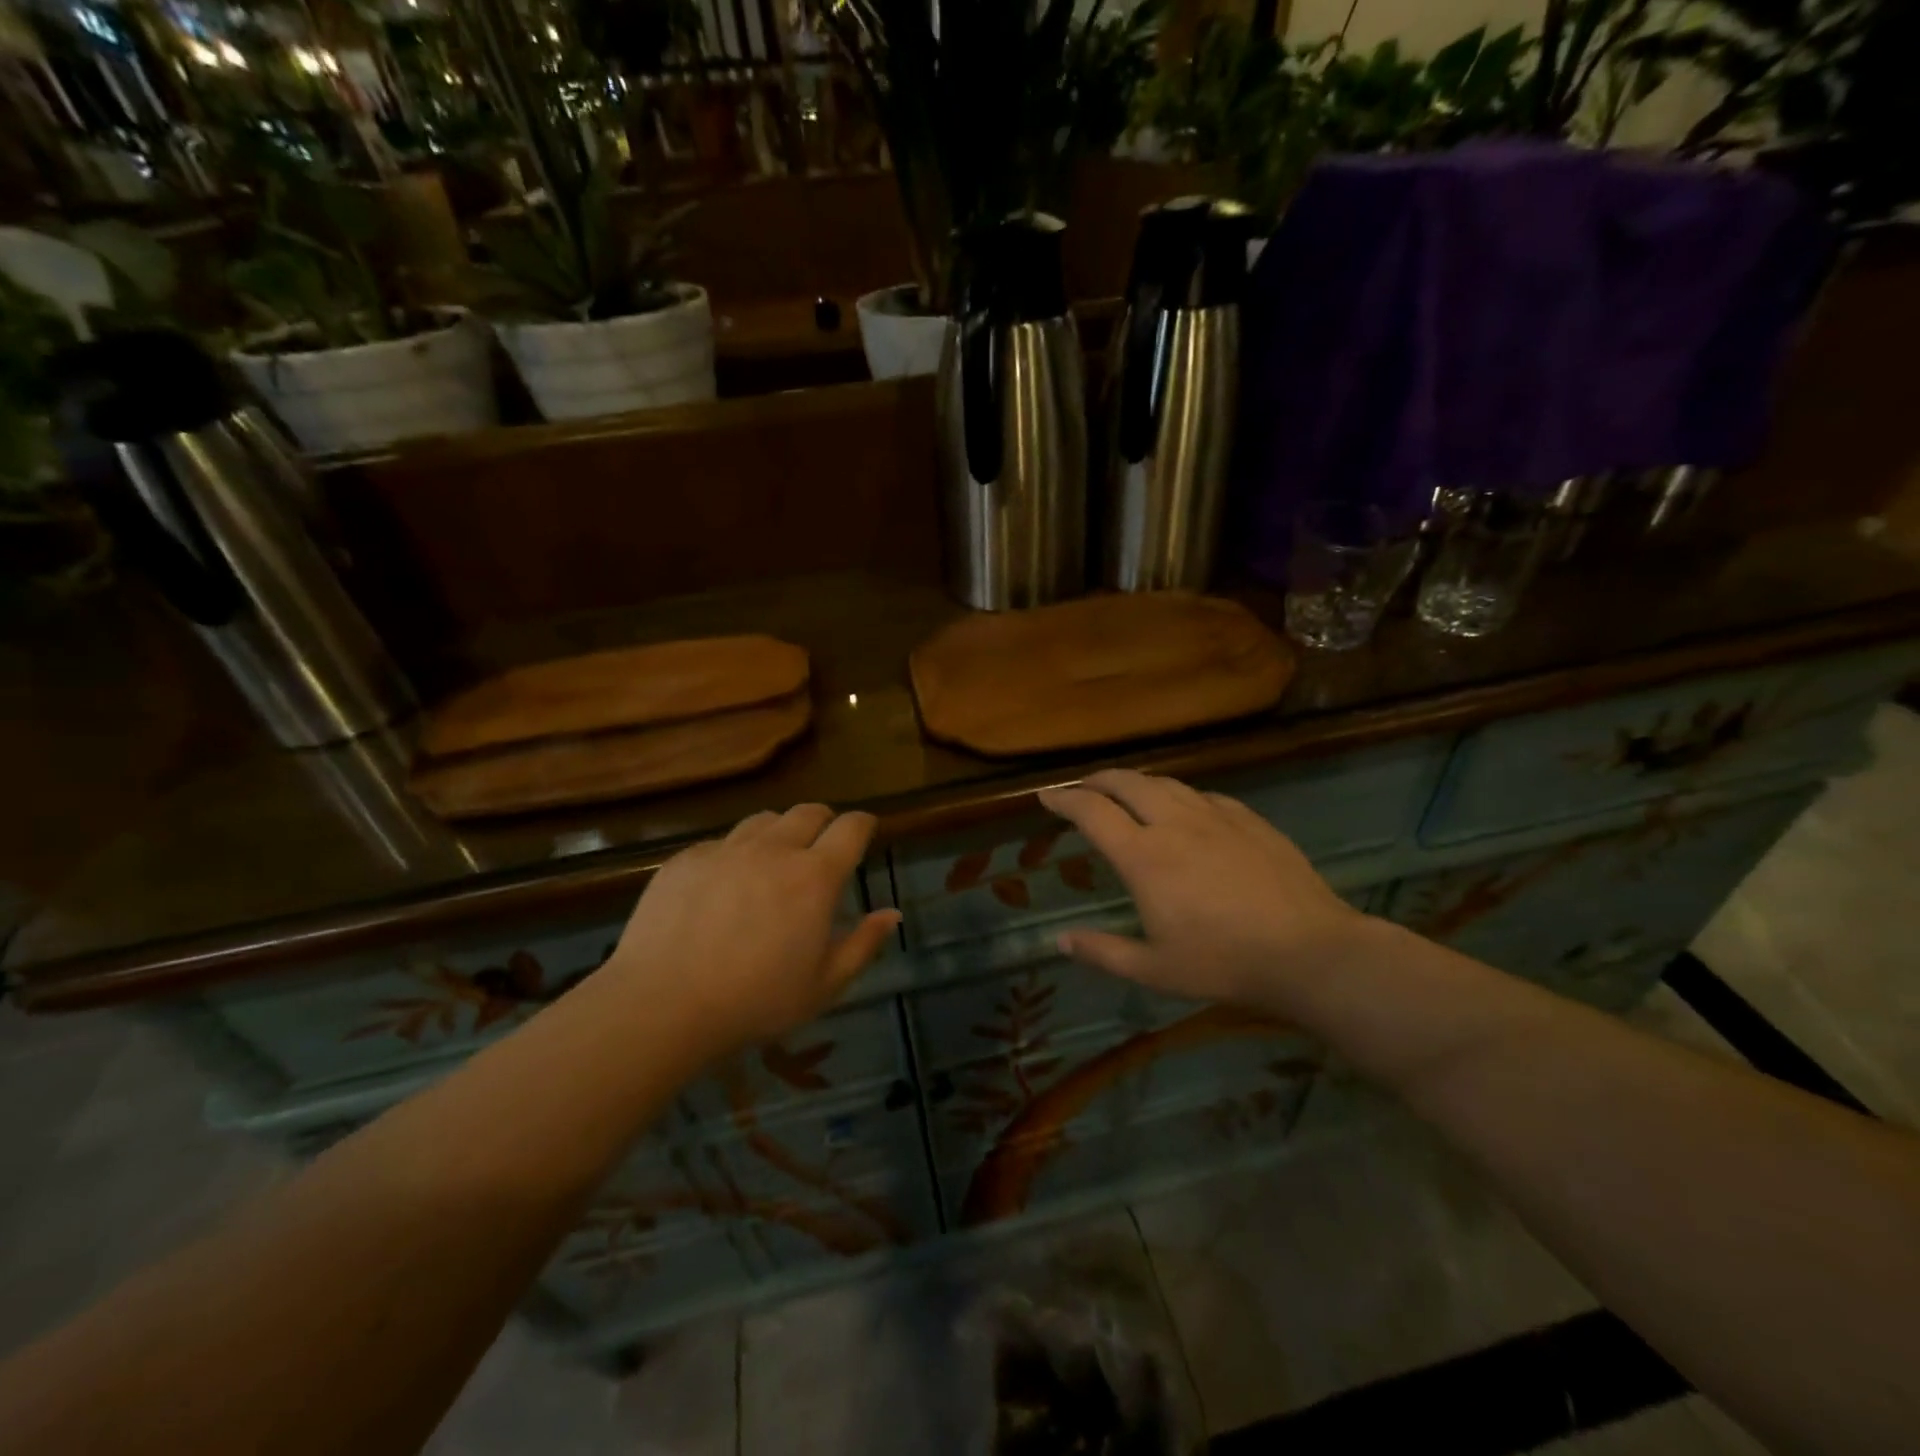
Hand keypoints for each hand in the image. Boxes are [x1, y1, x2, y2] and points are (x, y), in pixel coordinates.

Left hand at [596, 804, 900, 1060]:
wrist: (661, 1004)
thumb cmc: (754, 1002)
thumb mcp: (824, 986)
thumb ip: (863, 945)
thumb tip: (892, 913)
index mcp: (814, 877)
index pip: (851, 828)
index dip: (864, 824)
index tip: (866, 832)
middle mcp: (774, 850)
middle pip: (809, 812)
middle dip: (824, 822)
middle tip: (823, 846)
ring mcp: (726, 849)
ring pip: (765, 819)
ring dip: (781, 831)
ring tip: (775, 859)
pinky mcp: (687, 859)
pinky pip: (722, 841)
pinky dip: (736, 852)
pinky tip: (726, 885)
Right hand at [1036, 770, 1375, 1017]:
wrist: (1310, 951)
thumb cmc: (1224, 963)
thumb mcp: (1154, 969)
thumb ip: (1103, 952)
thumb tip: (1059, 940)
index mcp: (1144, 856)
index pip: (1092, 812)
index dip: (1064, 800)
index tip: (1045, 796)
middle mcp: (1175, 824)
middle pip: (1127, 783)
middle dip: (1097, 779)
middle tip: (1081, 788)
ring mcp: (1216, 817)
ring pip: (1166, 783)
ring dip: (1137, 782)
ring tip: (1126, 792)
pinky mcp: (1249, 820)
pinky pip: (1203, 795)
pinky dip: (1179, 795)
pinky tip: (1185, 809)